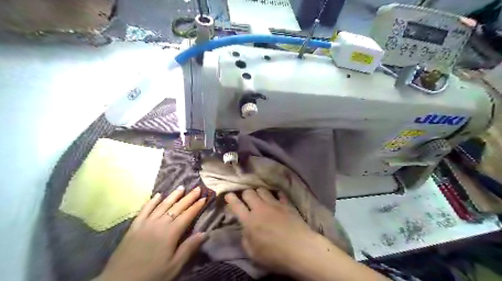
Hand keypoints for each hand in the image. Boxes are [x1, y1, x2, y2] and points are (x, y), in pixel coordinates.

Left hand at [97, 186, 206, 280]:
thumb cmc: (151, 275)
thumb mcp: (174, 266)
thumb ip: (189, 248)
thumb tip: (205, 233)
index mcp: (171, 232)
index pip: (187, 215)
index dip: (197, 206)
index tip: (205, 197)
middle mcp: (159, 223)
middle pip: (177, 207)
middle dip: (189, 197)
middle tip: (197, 188)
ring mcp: (146, 223)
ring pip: (162, 205)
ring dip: (173, 196)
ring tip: (181, 188)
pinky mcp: (134, 226)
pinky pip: (144, 210)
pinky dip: (152, 201)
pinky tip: (158, 195)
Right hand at [224, 187, 329, 275]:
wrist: (299, 249)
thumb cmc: (274, 255)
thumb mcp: (253, 254)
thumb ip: (245, 239)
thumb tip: (245, 230)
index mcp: (249, 221)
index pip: (236, 205)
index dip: (230, 198)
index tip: (228, 194)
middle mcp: (260, 208)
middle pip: (249, 193)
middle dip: (245, 193)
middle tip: (246, 198)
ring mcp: (274, 204)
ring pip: (262, 190)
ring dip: (259, 192)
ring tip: (260, 196)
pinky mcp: (286, 204)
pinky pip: (279, 194)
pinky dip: (276, 194)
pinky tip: (276, 197)